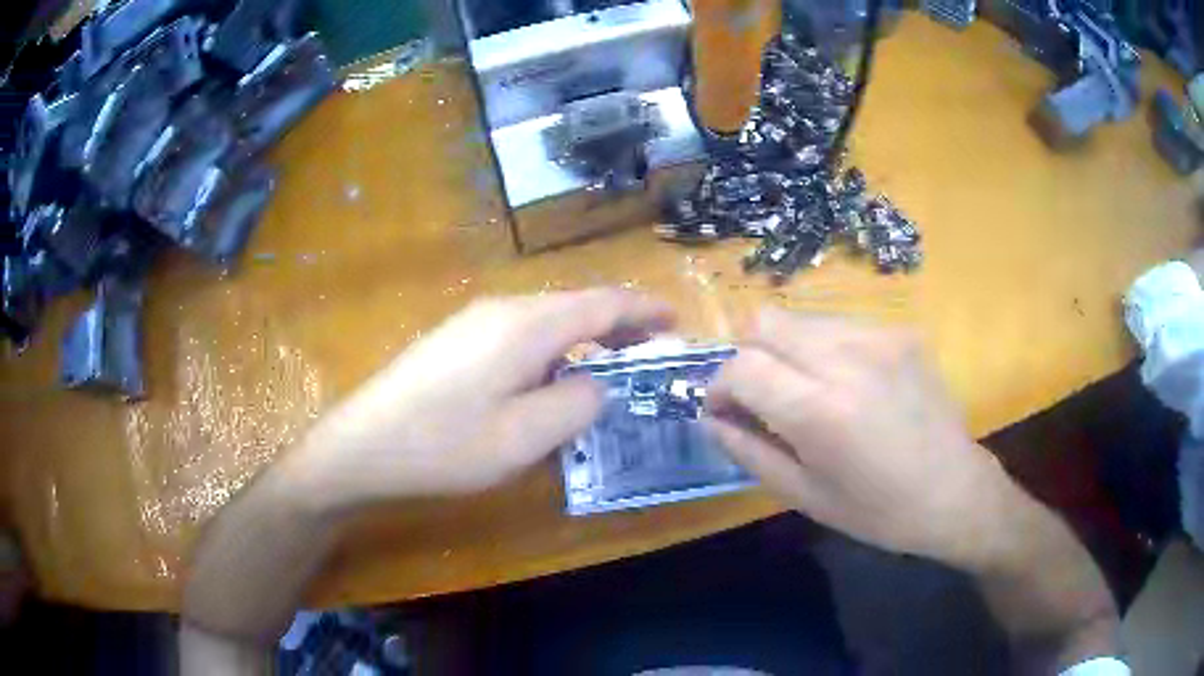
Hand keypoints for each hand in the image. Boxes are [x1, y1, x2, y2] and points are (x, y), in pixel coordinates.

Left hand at [289, 289, 673, 508]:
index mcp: (527, 326)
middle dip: (619, 325)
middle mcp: (503, 309)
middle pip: (577, 305)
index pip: (603, 303)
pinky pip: (521, 332)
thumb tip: (600, 382)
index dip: (645, 309)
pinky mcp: (457, 338)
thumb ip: (577, 403)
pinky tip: (550, 378)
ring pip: (549, 319)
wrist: (362, 445)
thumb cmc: (443, 445)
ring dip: (585, 338)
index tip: (677, 321)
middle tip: (651, 353)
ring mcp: (475, 320)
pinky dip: (553, 347)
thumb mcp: (523, 437)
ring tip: (609, 367)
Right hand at [706, 307, 1012, 566]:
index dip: (719, 385)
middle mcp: (847, 358)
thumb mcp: (804, 496)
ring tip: (807, 390)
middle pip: (766, 321)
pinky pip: (841, 325)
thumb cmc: (877, 510)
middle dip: (749, 356)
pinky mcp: (901, 331)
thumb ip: (749, 452)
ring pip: (801, 318)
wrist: (954, 490)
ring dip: (787, 350)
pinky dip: (825, 348)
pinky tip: (848, 384)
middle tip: (762, 396)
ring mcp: (879, 337)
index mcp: (820, 411)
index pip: (742, 366)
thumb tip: (710, 419)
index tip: (724, 409)